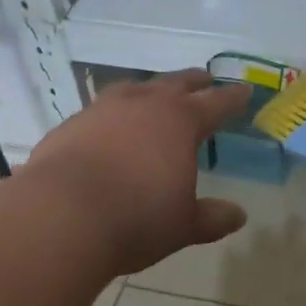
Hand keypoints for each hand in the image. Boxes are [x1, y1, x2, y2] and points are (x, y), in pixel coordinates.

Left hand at [26, 71, 251, 274]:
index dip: (233, 98)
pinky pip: (101, 110)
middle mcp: (143, 104)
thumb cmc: (136, 219)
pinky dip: (114, 113)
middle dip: (194, 82)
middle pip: (175, 84)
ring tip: (155, 94)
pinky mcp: (70, 125)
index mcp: (180, 122)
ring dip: (150, 89)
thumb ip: (212, 218)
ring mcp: (102, 110)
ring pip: (134, 88)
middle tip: (205, 80)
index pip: (216, 103)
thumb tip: (239, 215)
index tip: (245, 91)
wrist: (60, 216)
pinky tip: (110, 128)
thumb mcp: (183, 225)